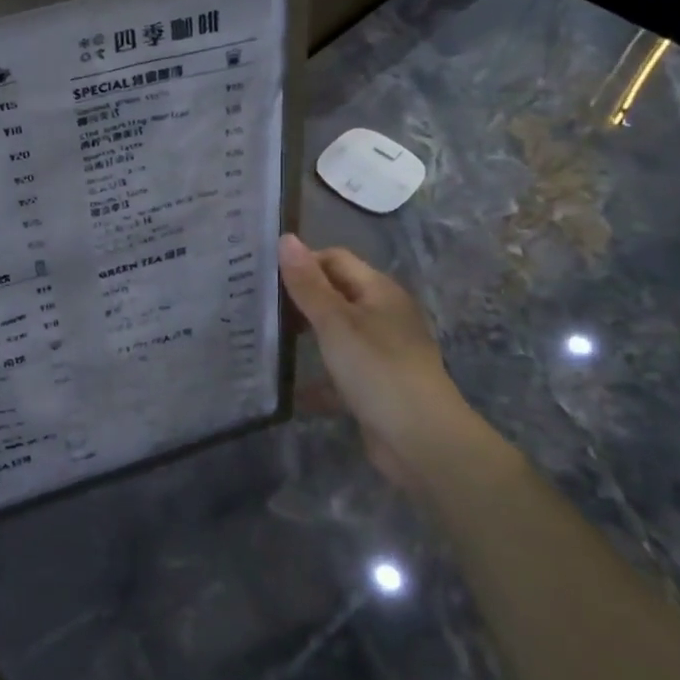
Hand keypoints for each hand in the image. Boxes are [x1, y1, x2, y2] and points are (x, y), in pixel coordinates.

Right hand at [277, 234, 477, 489]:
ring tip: (264, 340)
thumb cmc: (377, 370)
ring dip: (306, 337)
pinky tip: (289, 388)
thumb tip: (285, 238)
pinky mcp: (375, 386)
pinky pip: (339, 373)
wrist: (422, 441)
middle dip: (299, 299)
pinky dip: (317, 378)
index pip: (334, 259)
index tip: (263, 276)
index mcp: (378, 291)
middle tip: (257, 306)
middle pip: (335, 295)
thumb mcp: (335, 322)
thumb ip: (307, 283)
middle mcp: (383, 315)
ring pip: (336, 334)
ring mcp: (381, 352)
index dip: (302, 262)